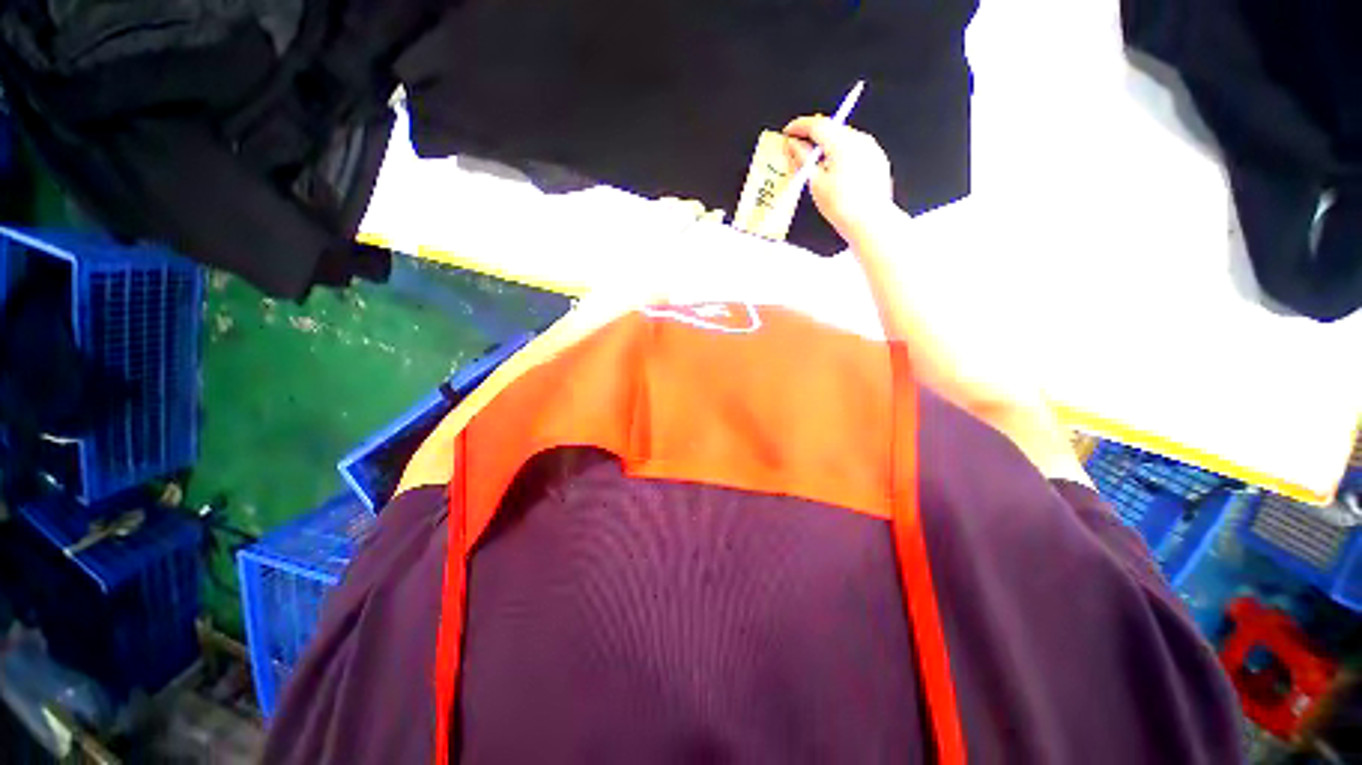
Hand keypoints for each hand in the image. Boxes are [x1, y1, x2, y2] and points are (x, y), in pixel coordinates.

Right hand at [783, 115, 896, 242]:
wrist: (870, 222)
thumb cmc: (842, 206)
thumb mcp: (816, 183)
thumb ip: (804, 158)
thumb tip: (794, 145)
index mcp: (842, 144)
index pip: (817, 124)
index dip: (799, 126)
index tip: (788, 132)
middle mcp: (859, 140)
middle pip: (831, 128)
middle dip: (813, 135)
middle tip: (798, 147)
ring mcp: (871, 148)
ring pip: (844, 138)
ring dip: (827, 145)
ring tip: (815, 163)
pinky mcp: (877, 158)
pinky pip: (855, 148)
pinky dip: (841, 153)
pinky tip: (834, 171)